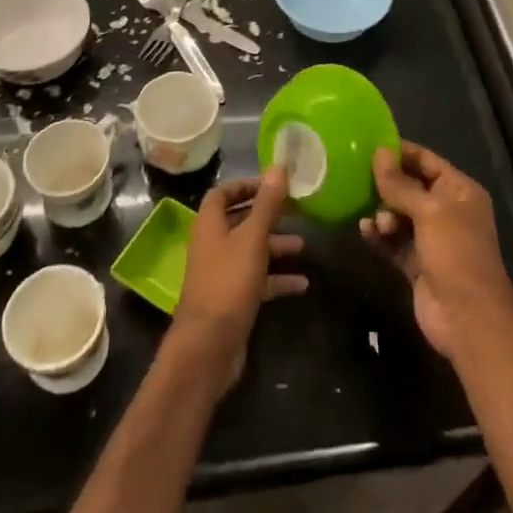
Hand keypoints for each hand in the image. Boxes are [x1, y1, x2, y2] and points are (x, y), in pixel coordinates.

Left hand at [172, 167, 307, 388]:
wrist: (208, 346)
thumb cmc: (228, 283)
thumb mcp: (252, 239)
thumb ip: (267, 204)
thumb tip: (278, 166)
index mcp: (209, 225)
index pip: (222, 193)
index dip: (245, 185)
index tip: (273, 184)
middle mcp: (212, 245)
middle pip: (239, 221)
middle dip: (267, 216)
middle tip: (296, 211)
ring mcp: (221, 274)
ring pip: (250, 251)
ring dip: (275, 247)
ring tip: (304, 247)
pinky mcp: (232, 299)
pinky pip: (257, 281)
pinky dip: (277, 279)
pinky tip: (302, 284)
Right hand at [359, 141, 512, 361]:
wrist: (468, 318)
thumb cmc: (455, 252)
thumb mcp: (429, 211)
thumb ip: (400, 184)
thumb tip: (379, 152)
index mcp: (460, 191)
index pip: (427, 161)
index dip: (400, 153)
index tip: (368, 147)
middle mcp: (448, 211)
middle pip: (411, 188)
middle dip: (387, 185)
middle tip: (359, 180)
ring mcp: (432, 239)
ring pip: (400, 215)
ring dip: (383, 214)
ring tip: (374, 221)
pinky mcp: (417, 263)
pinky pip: (394, 241)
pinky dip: (380, 236)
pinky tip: (365, 231)